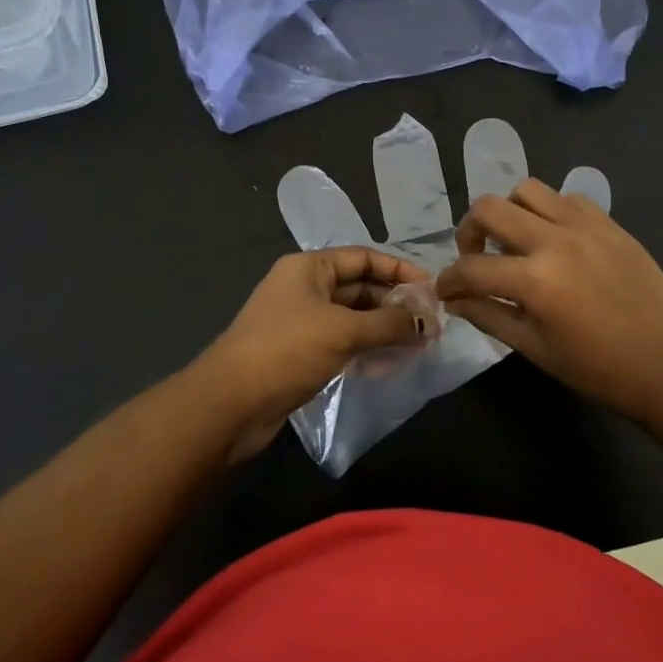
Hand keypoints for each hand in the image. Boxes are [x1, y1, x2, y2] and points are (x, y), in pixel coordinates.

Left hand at [198, 248, 431, 460]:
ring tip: (418, 344)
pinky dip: (366, 348)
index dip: (399, 270)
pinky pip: (342, 342)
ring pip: (353, 317)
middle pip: (360, 287)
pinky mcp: (301, 353)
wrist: (231, 404)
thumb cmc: (287, 350)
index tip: (431, 288)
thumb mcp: (344, 331)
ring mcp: (301, 322)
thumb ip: (389, 323)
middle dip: (395, 303)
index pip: (364, 257)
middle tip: (430, 322)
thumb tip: (428, 323)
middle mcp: (305, 288)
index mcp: (309, 267)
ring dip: (384, 328)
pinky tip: (390, 363)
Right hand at [434, 179, 662, 426]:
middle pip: (489, 208)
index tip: (446, 290)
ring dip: (509, 212)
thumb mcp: (536, 349)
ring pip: (527, 189)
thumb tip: (454, 301)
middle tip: (476, 255)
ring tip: (515, 240)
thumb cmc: (599, 369)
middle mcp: (556, 240)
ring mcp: (586, 226)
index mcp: (535, 280)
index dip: (449, 280)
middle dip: (469, 231)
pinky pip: (567, 198)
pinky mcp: (610, 224)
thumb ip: (490, 317)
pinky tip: (555, 239)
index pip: (471, 267)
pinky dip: (549, 211)